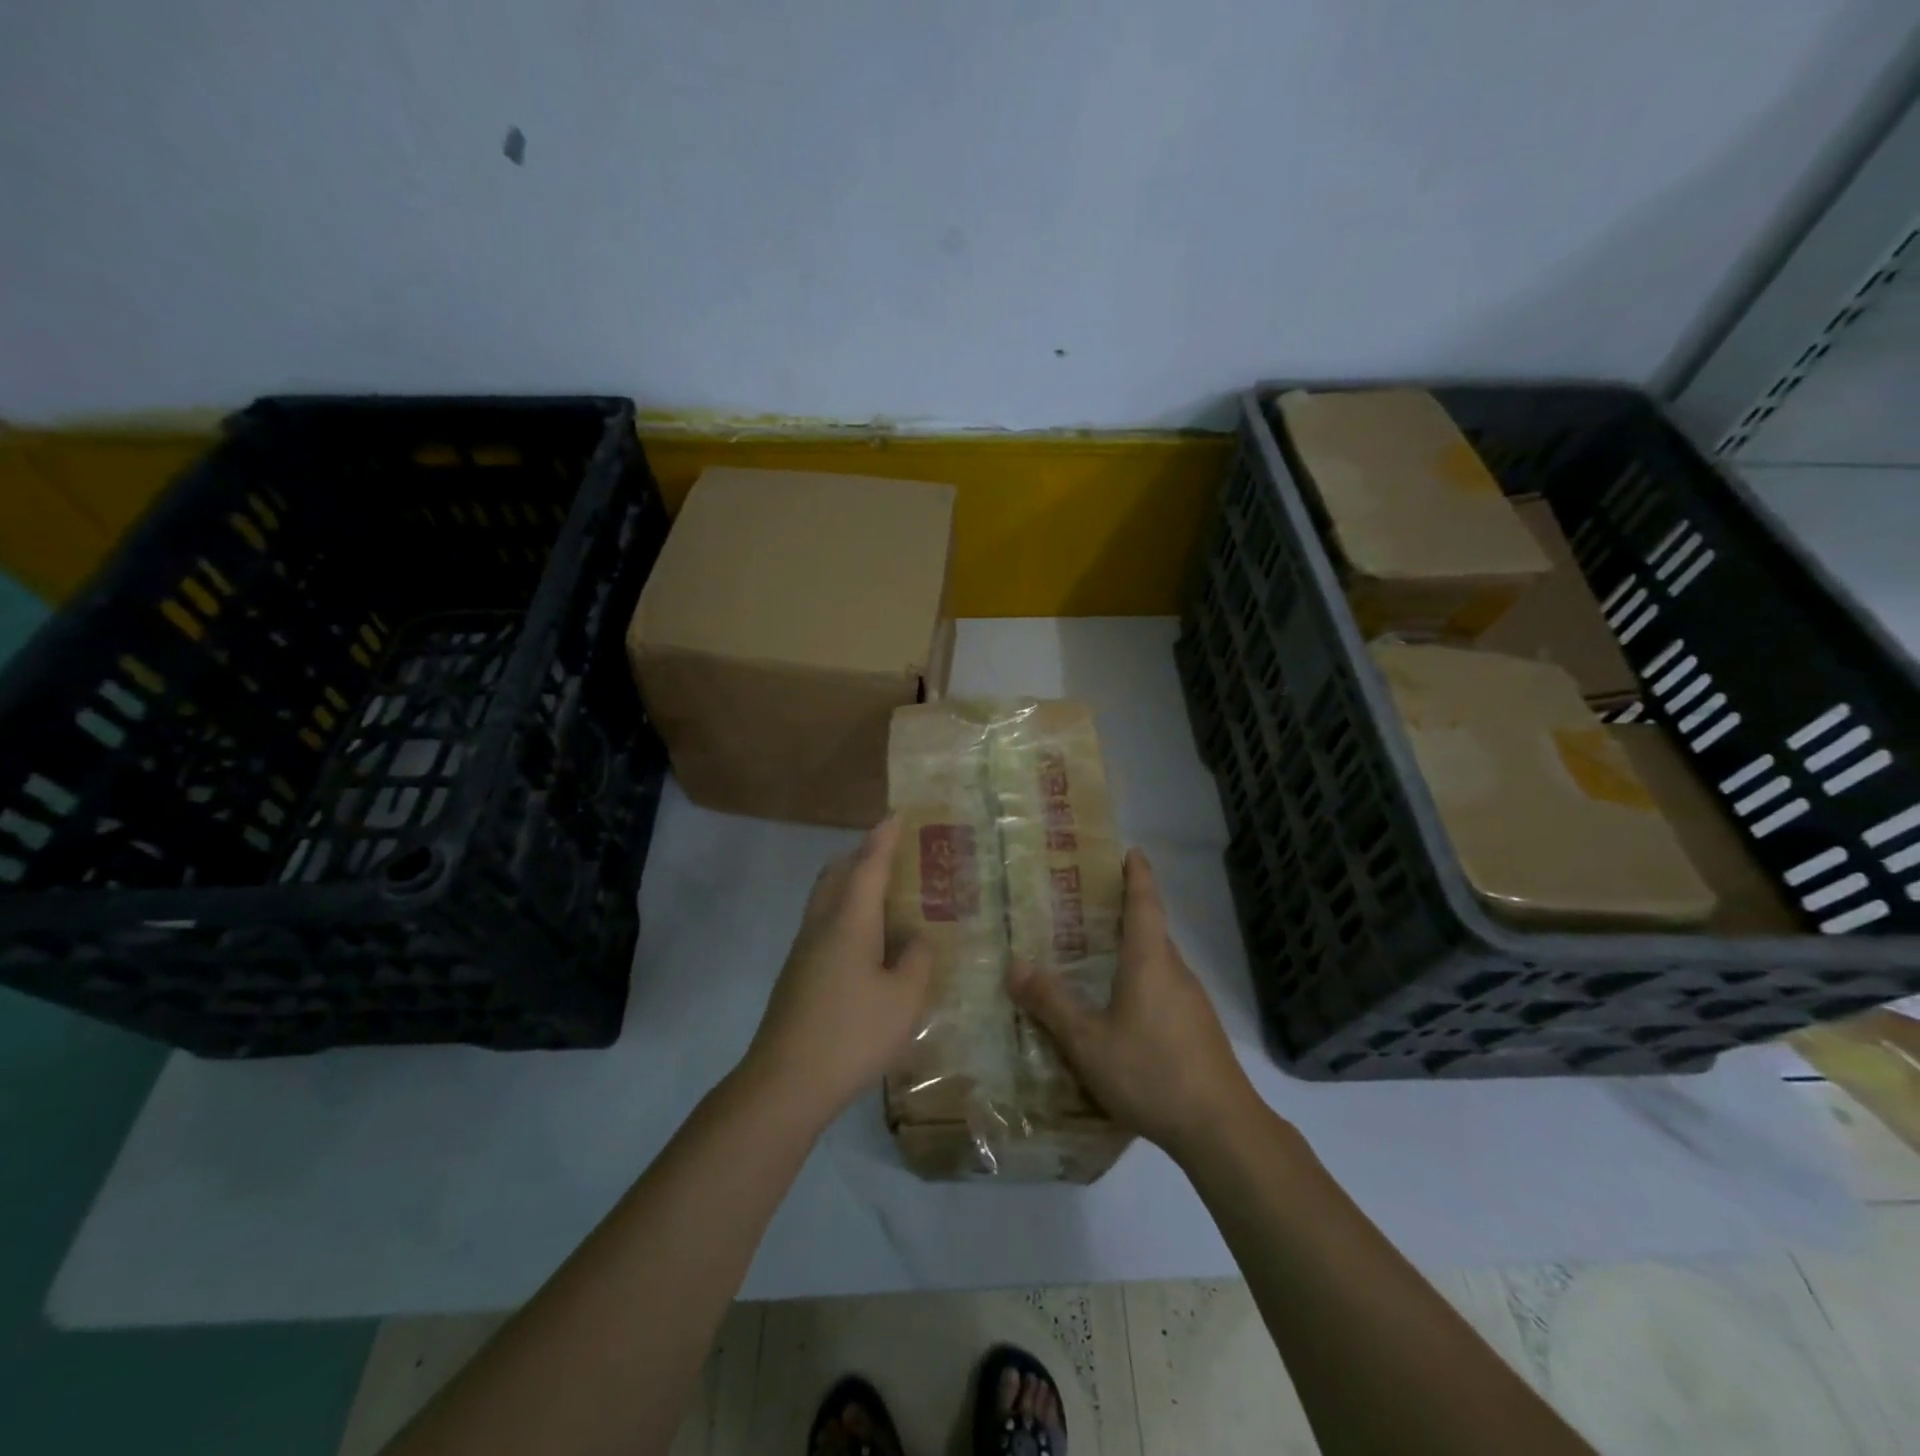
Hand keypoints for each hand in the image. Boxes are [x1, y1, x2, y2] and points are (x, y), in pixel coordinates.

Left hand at [743, 816, 932, 1128]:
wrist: (785, 1082)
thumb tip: (916, 940)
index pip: (869, 865)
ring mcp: (804, 949)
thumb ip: (917, 961)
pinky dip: (846, 912)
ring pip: (827, 897)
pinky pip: (824, 922)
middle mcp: (822, 924)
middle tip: (894, 854)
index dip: (884, 838)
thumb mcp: (904, 999)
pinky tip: (867, 941)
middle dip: (863, 855)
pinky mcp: (797, 972)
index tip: (897, 814)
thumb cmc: (852, 1034)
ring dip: (851, 883)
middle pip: (839, 873)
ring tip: (885, 894)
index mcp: (849, 920)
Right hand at [1008, 850, 1258, 1158]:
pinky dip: (1143, 980)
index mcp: (1150, 961)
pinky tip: (1124, 1008)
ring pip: (1159, 962)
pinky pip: (1166, 989)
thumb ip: (1052, 1004)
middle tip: (1090, 905)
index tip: (1131, 852)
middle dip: (1127, 911)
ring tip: (1099, 954)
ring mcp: (1193, 1002)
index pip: (1145, 903)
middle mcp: (1175, 971)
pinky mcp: (1199, 1029)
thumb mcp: (1088, 1042)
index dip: (1138, 875)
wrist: (1221, 1128)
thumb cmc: (1150, 1072)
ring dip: (1134, 949)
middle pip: (1152, 930)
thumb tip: (1015, 965)